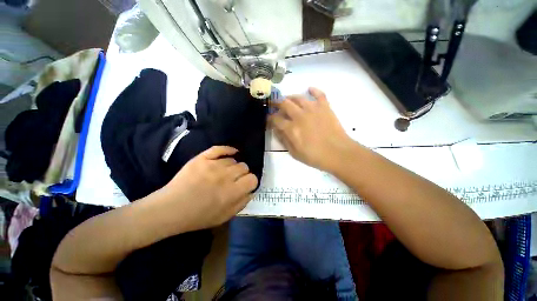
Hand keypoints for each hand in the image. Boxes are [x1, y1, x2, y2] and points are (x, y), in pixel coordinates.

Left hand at [162, 146, 257, 230]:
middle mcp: (225, 177)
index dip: (251, 181)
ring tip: (224, 172)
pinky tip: (232, 152)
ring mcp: (213, 165)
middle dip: (242, 173)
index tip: (245, 184)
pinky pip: (220, 149)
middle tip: (234, 179)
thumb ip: (242, 203)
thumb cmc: (199, 216)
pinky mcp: (202, 159)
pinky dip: (228, 149)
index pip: (252, 179)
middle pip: (244, 167)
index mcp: (232, 192)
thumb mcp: (225, 216)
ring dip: (231, 166)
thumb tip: (252, 191)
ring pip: (232, 160)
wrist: (171, 209)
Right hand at [269, 87, 354, 171]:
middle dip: (276, 102)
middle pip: (284, 103)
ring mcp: (313, 109)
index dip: (270, 117)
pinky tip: (309, 89)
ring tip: (288, 99)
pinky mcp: (325, 107)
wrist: (338, 153)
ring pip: (298, 97)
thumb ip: (284, 140)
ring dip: (290, 97)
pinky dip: (314, 90)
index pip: (276, 118)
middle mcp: (300, 115)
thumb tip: (276, 130)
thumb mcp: (294, 153)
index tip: (268, 118)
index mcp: (291, 128)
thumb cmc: (315, 156)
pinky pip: (319, 94)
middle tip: (274, 103)